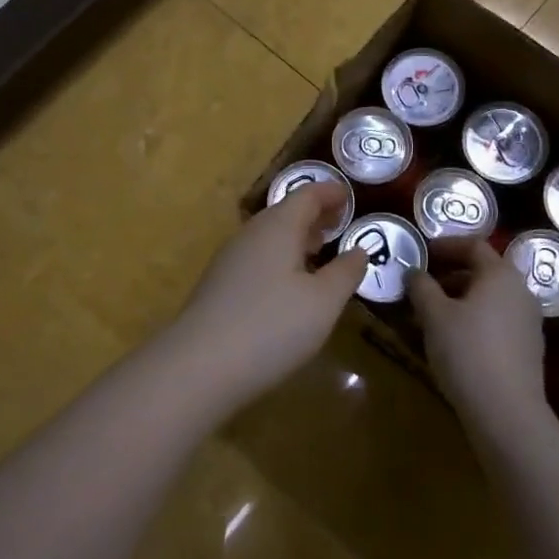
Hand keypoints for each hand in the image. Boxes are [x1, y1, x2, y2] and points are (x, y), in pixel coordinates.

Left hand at [170, 182, 367, 402]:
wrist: (199, 366)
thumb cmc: (272, 326)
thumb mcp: (323, 302)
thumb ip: (345, 273)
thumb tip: (359, 250)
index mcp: (278, 227)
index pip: (307, 194)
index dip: (330, 192)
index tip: (350, 196)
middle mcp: (251, 234)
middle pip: (285, 212)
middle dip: (314, 215)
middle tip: (340, 223)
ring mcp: (230, 260)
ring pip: (269, 236)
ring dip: (297, 238)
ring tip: (320, 250)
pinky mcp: (219, 286)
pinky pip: (257, 258)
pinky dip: (281, 258)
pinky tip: (290, 285)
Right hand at [407, 237, 547, 427]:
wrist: (506, 412)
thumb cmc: (466, 351)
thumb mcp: (433, 314)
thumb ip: (421, 286)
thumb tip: (414, 272)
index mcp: (500, 274)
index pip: (473, 245)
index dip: (445, 246)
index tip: (422, 254)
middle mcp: (521, 290)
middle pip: (483, 272)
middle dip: (449, 275)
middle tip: (422, 287)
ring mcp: (528, 321)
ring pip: (489, 298)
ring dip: (459, 300)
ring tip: (431, 316)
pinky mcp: (527, 348)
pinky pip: (496, 321)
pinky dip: (473, 320)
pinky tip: (452, 340)